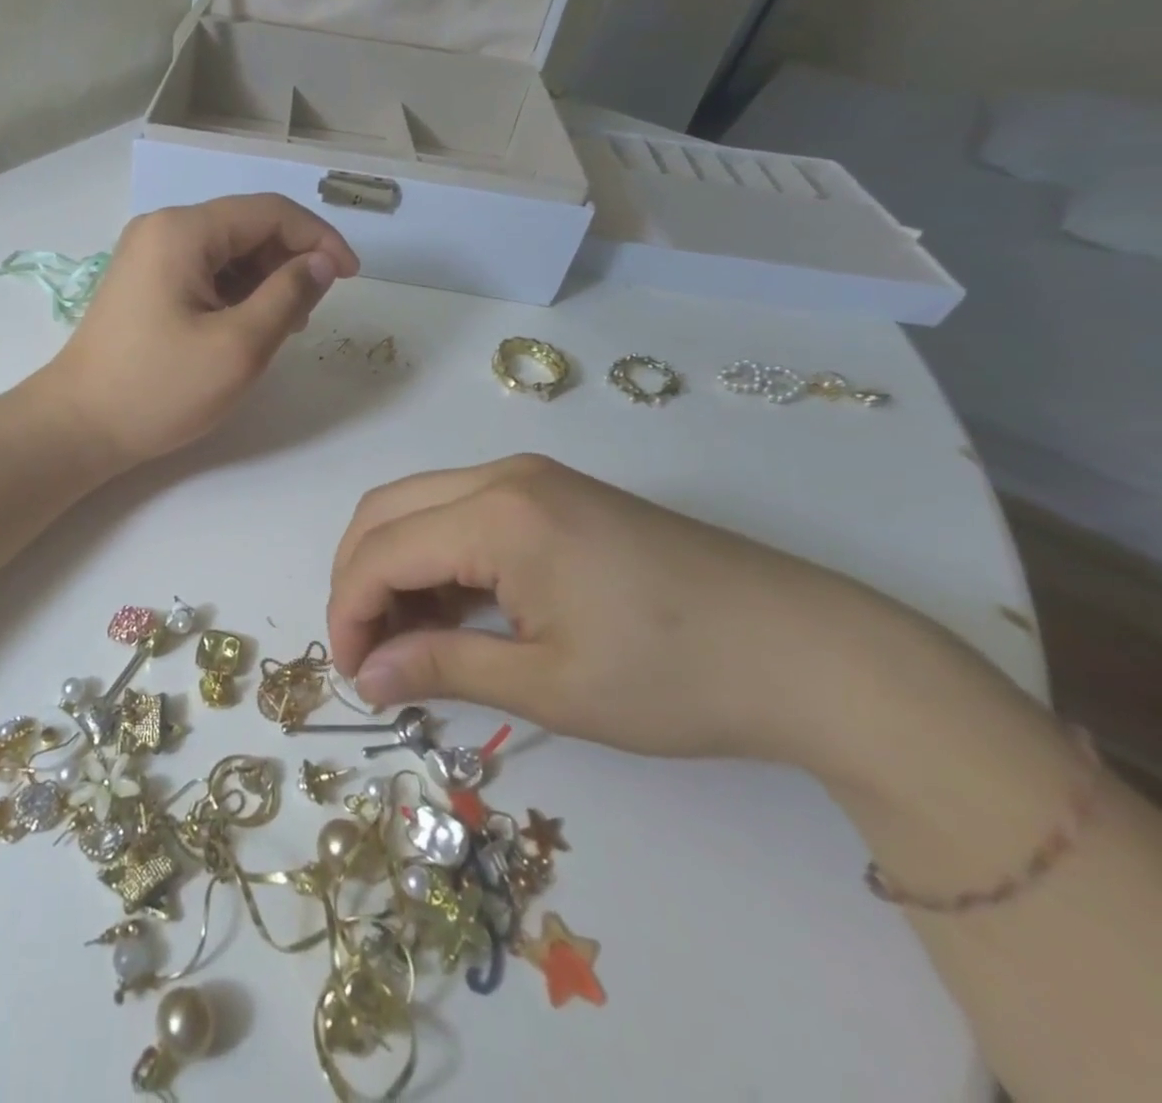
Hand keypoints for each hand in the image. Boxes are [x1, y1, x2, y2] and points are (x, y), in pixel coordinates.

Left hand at [37, 195, 358, 465]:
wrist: (78, 427)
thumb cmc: (159, 389)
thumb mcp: (238, 346)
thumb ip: (288, 295)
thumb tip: (321, 263)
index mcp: (182, 231)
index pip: (269, 211)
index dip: (319, 238)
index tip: (350, 277)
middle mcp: (162, 229)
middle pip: (247, 227)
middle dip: (290, 261)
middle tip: (310, 313)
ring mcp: (148, 255)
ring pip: (228, 252)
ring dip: (265, 280)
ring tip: (282, 327)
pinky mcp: (144, 283)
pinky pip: (204, 272)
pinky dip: (236, 293)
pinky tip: (247, 327)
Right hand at [325, 455, 925, 774]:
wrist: (814, 654)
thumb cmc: (675, 677)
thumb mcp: (548, 686)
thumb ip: (442, 668)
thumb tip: (366, 678)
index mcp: (497, 515)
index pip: (381, 552)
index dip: (349, 613)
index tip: (351, 675)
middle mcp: (502, 476)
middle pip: (385, 512)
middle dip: (357, 578)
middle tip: (367, 650)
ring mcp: (531, 478)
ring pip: (419, 505)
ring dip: (394, 565)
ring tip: (407, 637)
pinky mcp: (554, 493)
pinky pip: (461, 511)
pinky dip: (436, 556)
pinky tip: (455, 608)